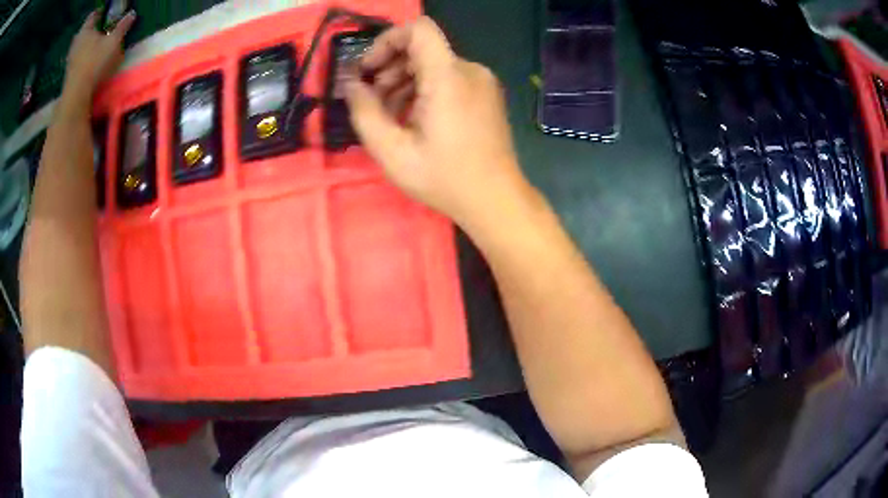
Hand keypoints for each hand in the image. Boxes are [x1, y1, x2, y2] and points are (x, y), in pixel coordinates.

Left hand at [63, 10, 135, 103]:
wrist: (76, 94)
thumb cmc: (95, 62)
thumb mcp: (113, 41)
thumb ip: (122, 26)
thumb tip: (132, 13)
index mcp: (86, 30)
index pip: (93, 15)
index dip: (100, 12)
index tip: (105, 12)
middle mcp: (76, 41)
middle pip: (85, 31)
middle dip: (91, 29)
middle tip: (100, 29)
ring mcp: (70, 58)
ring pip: (80, 46)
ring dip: (86, 44)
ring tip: (94, 45)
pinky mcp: (68, 72)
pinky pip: (77, 58)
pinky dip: (82, 57)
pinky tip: (88, 60)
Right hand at [345, 17, 533, 230]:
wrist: (496, 199)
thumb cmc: (444, 178)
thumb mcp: (392, 151)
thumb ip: (364, 112)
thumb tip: (351, 86)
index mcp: (448, 76)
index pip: (418, 29)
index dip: (387, 41)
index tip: (369, 69)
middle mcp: (470, 70)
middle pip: (422, 48)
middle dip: (389, 67)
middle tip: (372, 100)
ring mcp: (482, 82)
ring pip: (434, 64)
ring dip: (404, 81)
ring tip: (389, 115)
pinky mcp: (486, 94)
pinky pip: (449, 78)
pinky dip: (425, 89)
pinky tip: (413, 118)